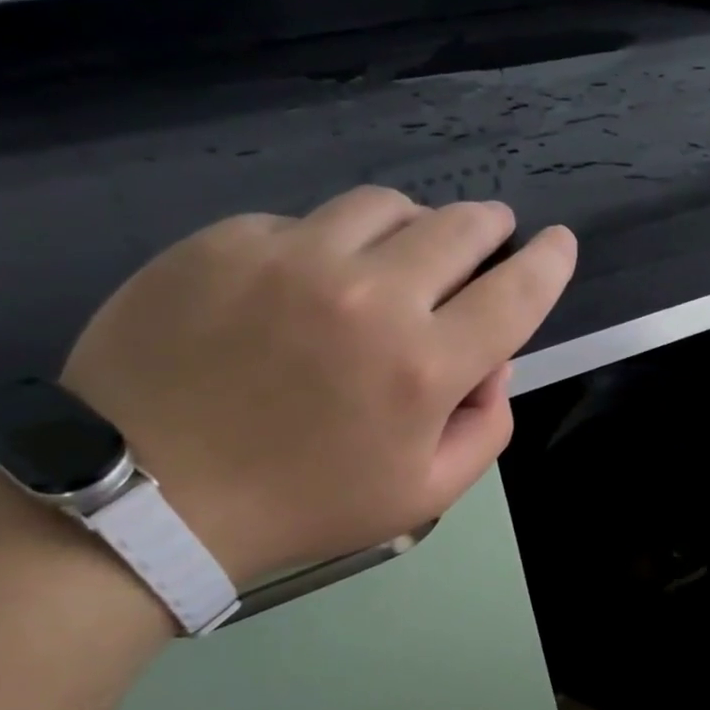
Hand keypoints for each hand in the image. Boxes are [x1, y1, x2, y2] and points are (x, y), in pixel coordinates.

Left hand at [62, 187, 574, 583]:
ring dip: (414, 226)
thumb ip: (486, 426)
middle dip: (489, 227)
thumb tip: (492, 361)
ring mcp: (291, 258)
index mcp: (423, 366)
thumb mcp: (425, 493)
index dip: (550, 262)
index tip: (560, 244)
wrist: (149, 496)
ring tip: (402, 255)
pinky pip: (304, 223)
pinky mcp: (225, 242)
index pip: (516, 292)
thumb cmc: (304, 503)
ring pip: (385, 206)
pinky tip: (307, 285)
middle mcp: (368, 295)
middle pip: (458, 226)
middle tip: (490, 235)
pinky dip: (328, 246)